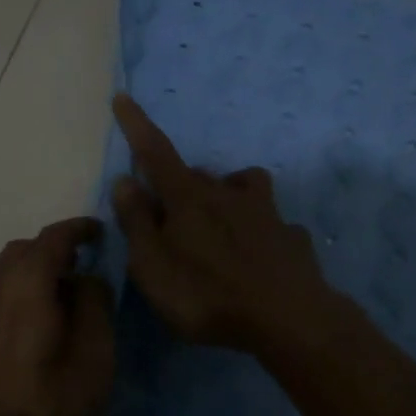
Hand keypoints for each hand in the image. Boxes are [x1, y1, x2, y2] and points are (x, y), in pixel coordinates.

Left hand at [0, 217, 115, 415]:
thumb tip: (87, 279)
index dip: (79, 229)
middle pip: (23, 251)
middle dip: (53, 250)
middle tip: (80, 266)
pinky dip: (15, 298)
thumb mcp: (95, 353)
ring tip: (57, 298)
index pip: (54, 237)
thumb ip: (95, 304)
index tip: (99, 232)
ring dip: (31, 275)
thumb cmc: (48, 401)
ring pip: (4, 276)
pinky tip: (28, 329)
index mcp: (27, 282)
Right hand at [111, 94, 344, 357]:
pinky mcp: (291, 237)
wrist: (289, 319)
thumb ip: (137, 222)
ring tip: (220, 225)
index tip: (123, 96)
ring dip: (227, 194)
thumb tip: (125, 181)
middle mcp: (228, 194)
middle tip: (169, 220)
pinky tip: (259, 256)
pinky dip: (260, 231)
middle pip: (197, 175)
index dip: (136, 125)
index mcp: (189, 199)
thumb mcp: (153, 266)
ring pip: (242, 186)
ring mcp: (266, 213)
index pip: (155, 152)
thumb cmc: (208, 294)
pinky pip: (271, 223)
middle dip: (180, 185)